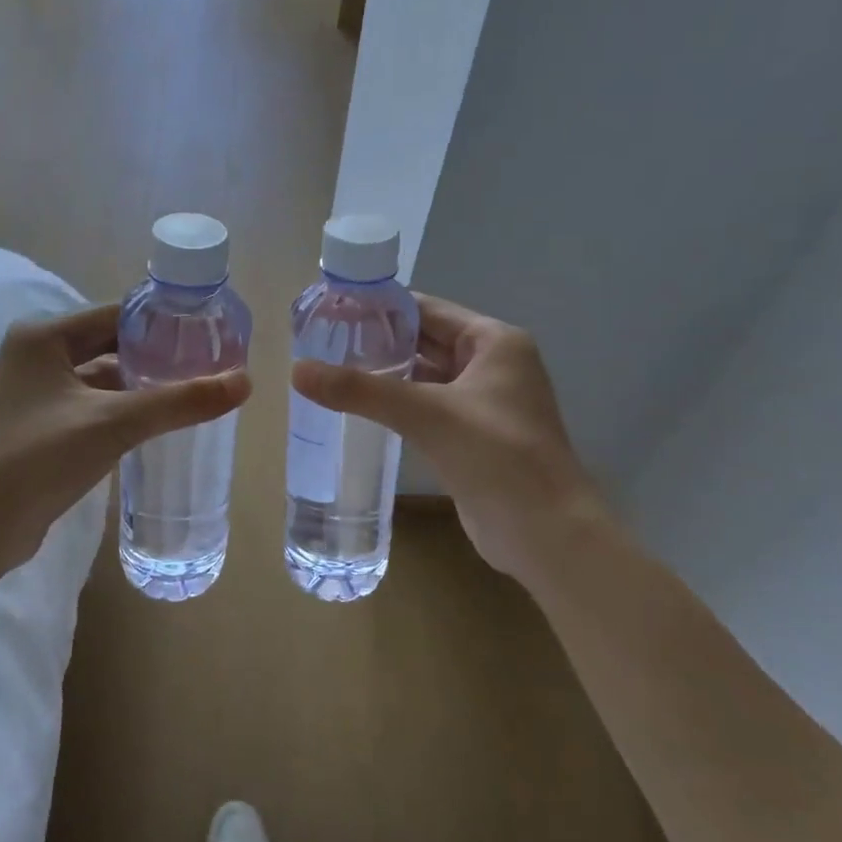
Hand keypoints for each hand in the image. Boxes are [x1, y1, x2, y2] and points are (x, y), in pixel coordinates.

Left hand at [0, 303, 250, 572]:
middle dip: (155, 356)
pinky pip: (92, 405)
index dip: (163, 324)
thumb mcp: (114, 423)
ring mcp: (35, 393)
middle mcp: (35, 355)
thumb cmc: (39, 458)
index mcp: (42, 336)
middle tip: (207, 364)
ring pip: (102, 377)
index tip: (208, 335)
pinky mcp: (40, 425)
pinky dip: (122, 409)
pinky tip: (156, 422)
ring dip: (140, 385)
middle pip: (110, 343)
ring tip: (191, 391)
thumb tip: (244, 382)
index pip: (116, 314)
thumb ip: (180, 402)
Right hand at [292, 295, 601, 579]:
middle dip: (378, 342)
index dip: (380, 308)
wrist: (545, 533)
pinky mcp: (472, 437)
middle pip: (425, 341)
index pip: (427, 310)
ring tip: (331, 370)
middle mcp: (492, 365)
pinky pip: (427, 409)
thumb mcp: (426, 414)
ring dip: (386, 375)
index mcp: (494, 342)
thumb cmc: (497, 456)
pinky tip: (360, 409)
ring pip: (425, 377)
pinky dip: (398, 406)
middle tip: (322, 343)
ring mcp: (484, 404)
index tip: (332, 311)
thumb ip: (361, 391)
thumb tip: (296, 370)